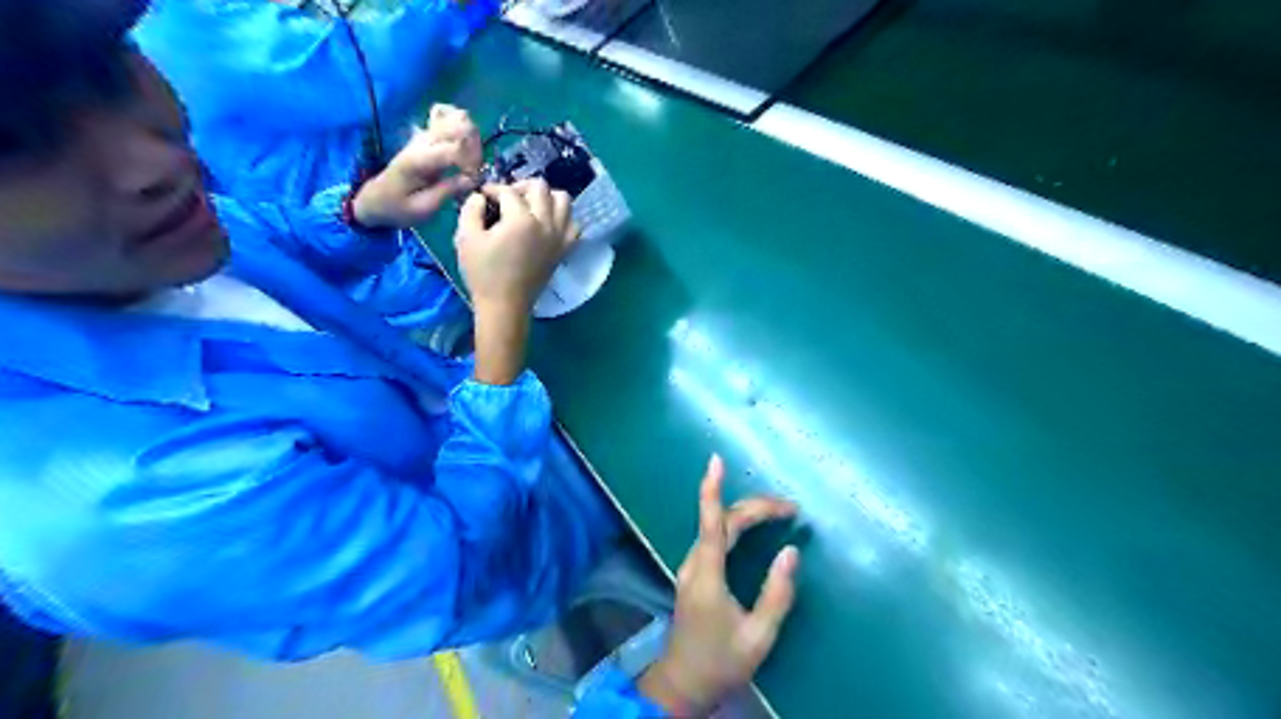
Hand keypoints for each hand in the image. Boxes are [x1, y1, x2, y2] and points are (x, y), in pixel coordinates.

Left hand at [350, 100, 479, 225]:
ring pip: (456, 117)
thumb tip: (473, 179)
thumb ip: (448, 191)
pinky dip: (460, 125)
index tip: (472, 181)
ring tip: (471, 159)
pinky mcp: (426, 137)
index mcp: (419, 160)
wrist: (376, 200)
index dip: (471, 163)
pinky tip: (463, 144)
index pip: (455, 149)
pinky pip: (447, 117)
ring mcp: (424, 136)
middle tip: (474, 171)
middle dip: (475, 149)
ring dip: (471, 137)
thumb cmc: (399, 208)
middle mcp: (422, 142)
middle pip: (460, 126)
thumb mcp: (423, 208)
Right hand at [458, 178, 578, 383]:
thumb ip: (471, 209)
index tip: (484, 196)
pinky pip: (573, 224)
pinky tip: (547, 224)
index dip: (492, 189)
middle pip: (540, 187)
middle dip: (521, 186)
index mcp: (522, 220)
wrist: (505, 305)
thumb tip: (481, 197)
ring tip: (530, 207)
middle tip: (507, 198)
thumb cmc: (483, 273)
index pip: (508, 191)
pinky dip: (563, 218)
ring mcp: (559, 236)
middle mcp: (546, 223)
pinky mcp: (565, 249)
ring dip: (546, 197)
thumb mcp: (466, 238)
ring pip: (564, 201)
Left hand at [641, 458, 796, 715]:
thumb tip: (791, 551)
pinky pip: (714, 537)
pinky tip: (753, 526)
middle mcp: (695, 564)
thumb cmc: (722, 662)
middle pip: (722, 521)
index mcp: (708, 576)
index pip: (711, 524)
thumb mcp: (759, 636)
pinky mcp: (694, 572)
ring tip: (779, 512)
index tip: (716, 461)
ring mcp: (691, 567)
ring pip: (717, 526)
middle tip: (792, 509)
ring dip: (747, 513)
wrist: (683, 683)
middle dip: (756, 507)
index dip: (712, 489)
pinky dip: (736, 524)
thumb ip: (776, 594)